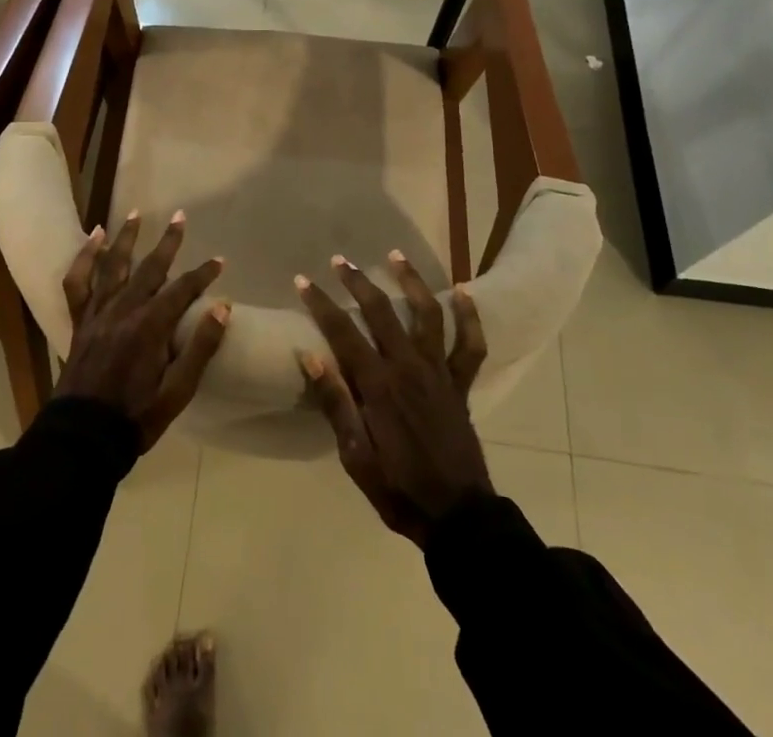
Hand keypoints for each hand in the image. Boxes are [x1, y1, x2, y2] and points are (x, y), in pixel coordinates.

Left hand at [56, 210, 229, 449]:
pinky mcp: (79, 321)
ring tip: (136, 213)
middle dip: (168, 242)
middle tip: (180, 217)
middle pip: (150, 268)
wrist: (83, 438)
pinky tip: (93, 238)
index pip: (183, 290)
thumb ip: (201, 347)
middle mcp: (124, 310)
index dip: (203, 274)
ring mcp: (98, 313)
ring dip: (126, 238)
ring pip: (113, 266)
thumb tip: (224, 307)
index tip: (220, 262)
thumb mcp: (178, 391)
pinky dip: (84, 258)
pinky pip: (77, 283)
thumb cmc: (136, 417)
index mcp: (150, 326)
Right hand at [296, 251, 490, 544]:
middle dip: (358, 281)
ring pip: (426, 313)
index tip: (302, 280)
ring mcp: (439, 371)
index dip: (321, 303)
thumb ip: (335, 404)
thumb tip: (310, 355)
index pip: (343, 332)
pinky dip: (469, 316)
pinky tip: (463, 291)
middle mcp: (409, 367)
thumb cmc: (398, 489)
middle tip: (340, 260)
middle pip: (381, 311)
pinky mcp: (461, 383)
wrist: (458, 518)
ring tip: (395, 254)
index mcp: (378, 385)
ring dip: (410, 280)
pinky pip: (470, 344)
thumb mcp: (356, 458)